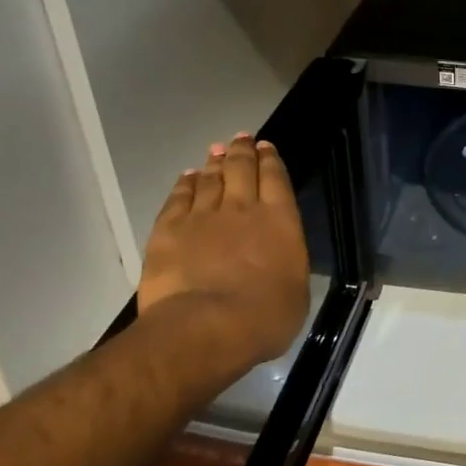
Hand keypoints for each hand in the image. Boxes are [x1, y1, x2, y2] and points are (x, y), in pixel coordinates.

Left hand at [139, 135, 310, 367]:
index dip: (270, 160)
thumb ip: (287, 262)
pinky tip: (187, 177)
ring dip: (214, 163)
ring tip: (215, 151)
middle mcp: (243, 208)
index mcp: (280, 220)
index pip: (276, 179)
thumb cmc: (265, 317)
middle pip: (242, 169)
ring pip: (210, 179)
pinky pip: (178, 199)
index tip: (266, 146)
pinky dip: (184, 185)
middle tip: (241, 138)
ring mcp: (203, 217)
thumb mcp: (296, 290)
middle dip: (242, 151)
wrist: (206, 327)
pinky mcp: (169, 231)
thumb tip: (279, 256)